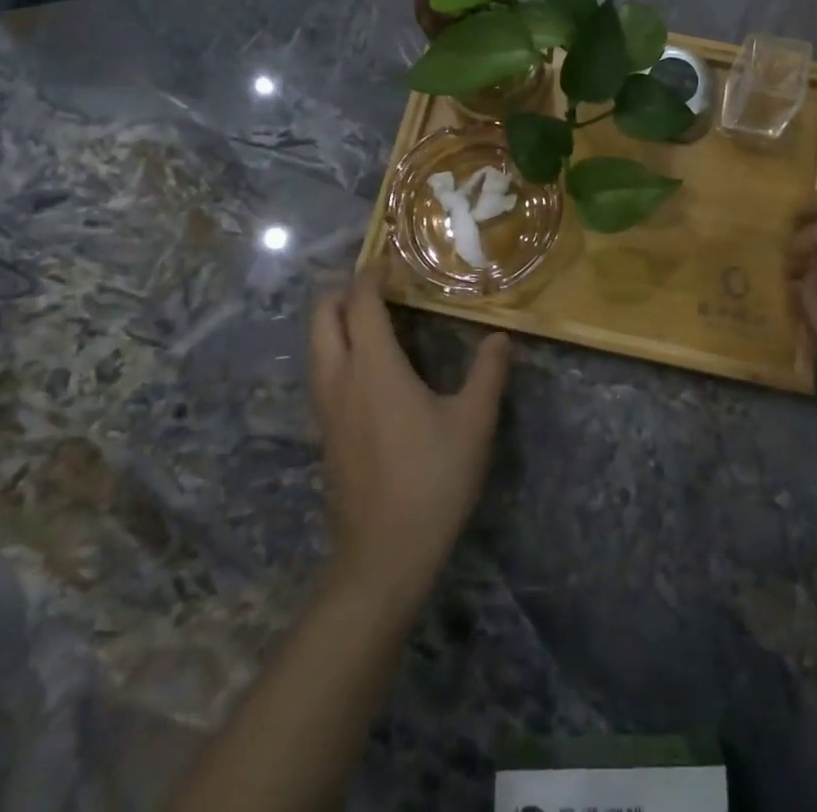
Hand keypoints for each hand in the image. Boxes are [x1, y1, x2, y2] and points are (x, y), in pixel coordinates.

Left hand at [309, 268, 510, 609]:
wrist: (383, 557)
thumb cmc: (432, 480)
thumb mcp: (473, 423)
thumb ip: (488, 373)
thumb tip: (500, 337)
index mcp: (373, 367)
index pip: (361, 302)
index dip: (372, 274)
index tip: (391, 259)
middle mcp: (340, 379)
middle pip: (322, 317)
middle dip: (343, 291)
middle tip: (379, 284)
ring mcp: (327, 409)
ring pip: (316, 346)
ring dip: (335, 320)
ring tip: (373, 317)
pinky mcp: (326, 433)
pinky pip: (322, 373)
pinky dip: (336, 349)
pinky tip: (369, 366)